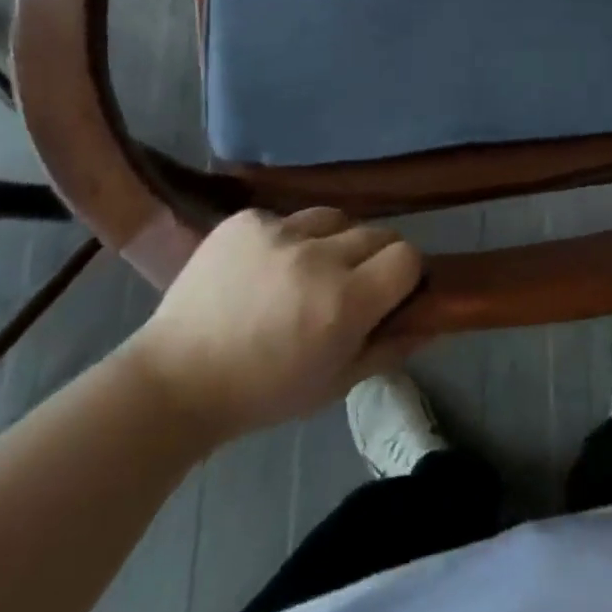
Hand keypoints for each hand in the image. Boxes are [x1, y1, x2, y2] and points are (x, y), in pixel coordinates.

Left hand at [123, 208, 422, 437]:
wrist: (176, 379)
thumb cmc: (264, 393)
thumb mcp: (336, 384)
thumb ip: (392, 347)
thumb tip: (435, 320)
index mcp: (344, 301)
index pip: (407, 256)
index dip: (404, 274)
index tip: (389, 292)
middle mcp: (318, 256)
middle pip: (376, 232)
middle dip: (372, 258)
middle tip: (348, 286)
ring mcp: (279, 231)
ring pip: (334, 218)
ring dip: (332, 242)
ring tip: (305, 271)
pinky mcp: (246, 219)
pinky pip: (287, 217)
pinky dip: (286, 239)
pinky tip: (263, 268)